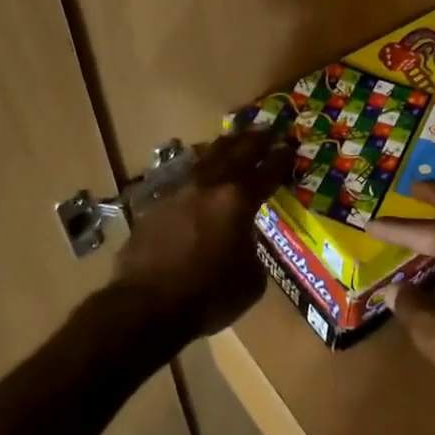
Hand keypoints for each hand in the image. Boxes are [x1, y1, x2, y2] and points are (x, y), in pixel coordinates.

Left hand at [112, 128, 292, 341]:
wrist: (145, 306)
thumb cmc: (207, 297)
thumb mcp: (250, 280)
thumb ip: (252, 250)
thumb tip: (244, 240)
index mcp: (237, 202)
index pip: (266, 172)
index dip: (280, 159)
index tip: (289, 147)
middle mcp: (208, 188)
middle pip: (235, 153)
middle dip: (254, 140)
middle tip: (267, 129)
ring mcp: (178, 193)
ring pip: (205, 159)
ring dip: (223, 147)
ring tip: (232, 139)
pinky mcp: (155, 206)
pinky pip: (182, 181)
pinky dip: (198, 174)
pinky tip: (199, 176)